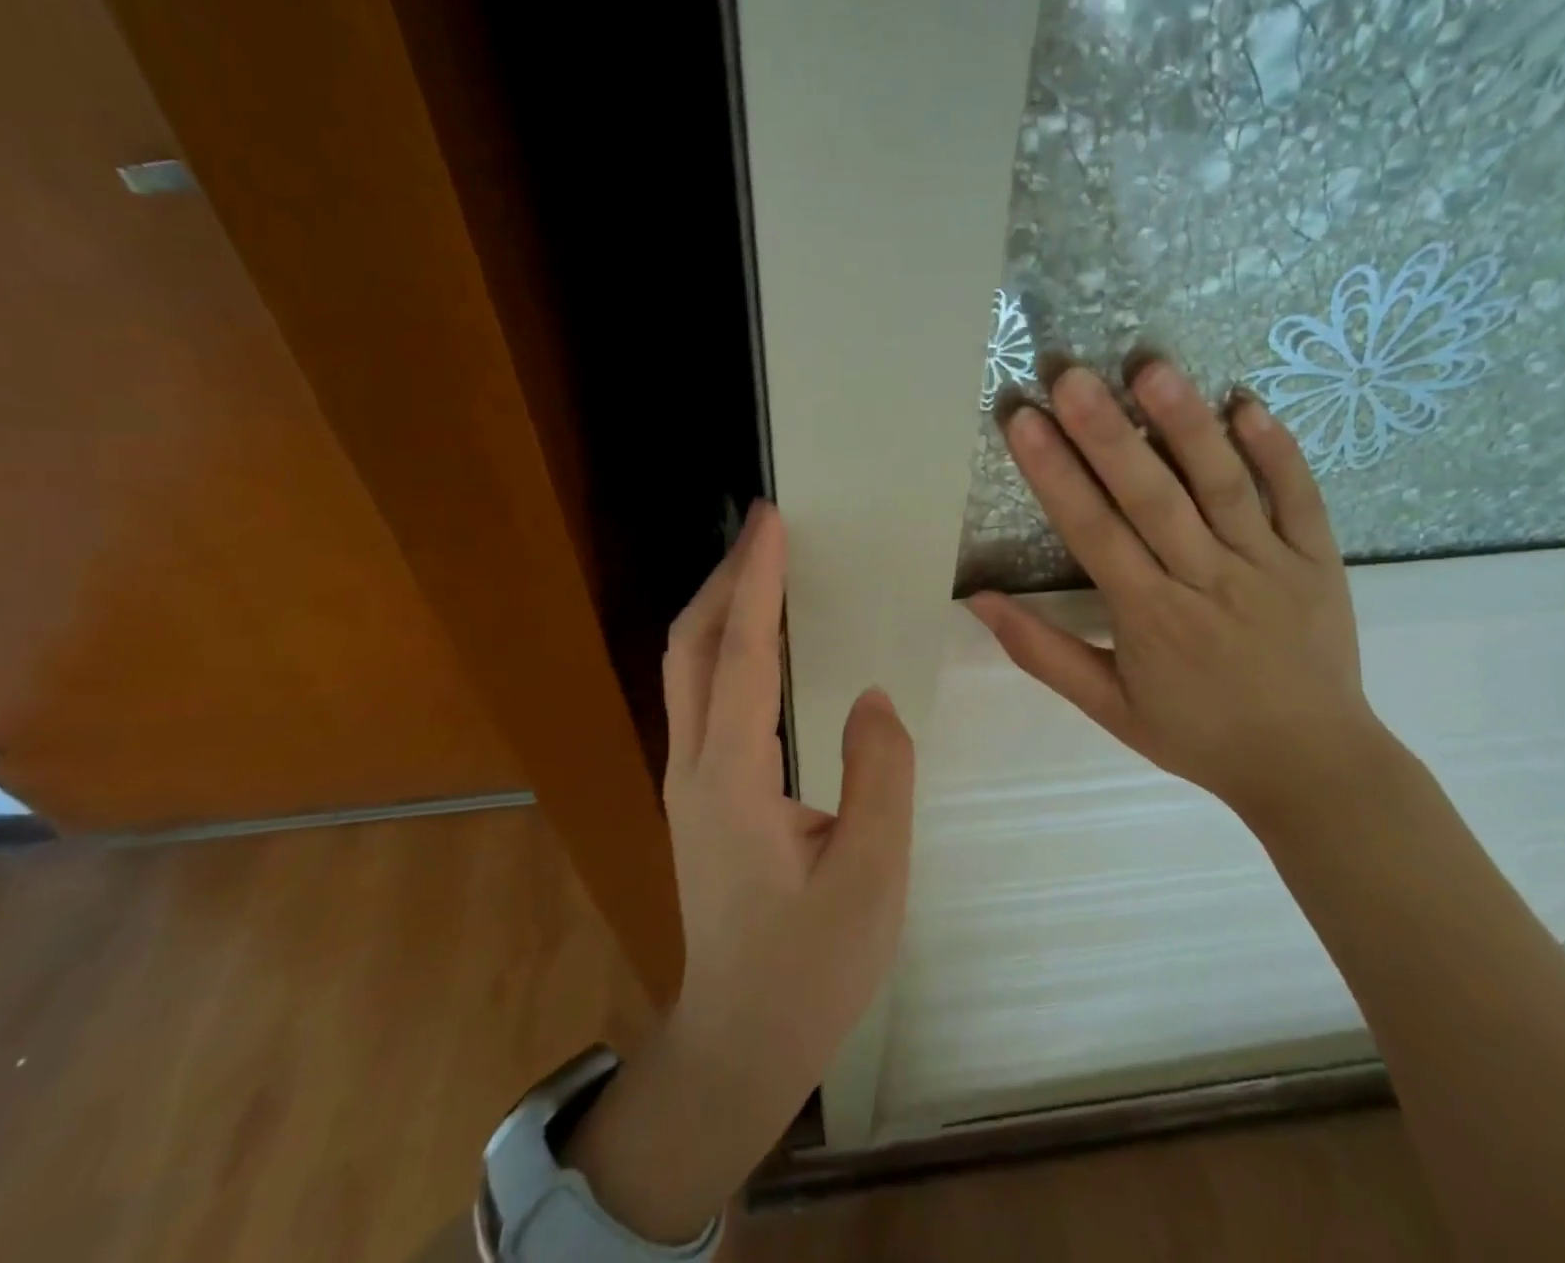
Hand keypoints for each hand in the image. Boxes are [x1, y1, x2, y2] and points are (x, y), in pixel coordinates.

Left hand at [564, 500, 914, 1242]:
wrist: (738, 1042)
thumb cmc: (809, 970)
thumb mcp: (871, 877)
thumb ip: (878, 775)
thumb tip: (868, 696)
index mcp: (733, 780)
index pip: (743, 655)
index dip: (757, 581)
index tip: (772, 522)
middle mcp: (693, 766)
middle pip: (692, 646)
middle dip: (727, 577)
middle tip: (767, 528)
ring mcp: (686, 779)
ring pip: (686, 667)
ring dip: (721, 607)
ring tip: (764, 566)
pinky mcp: (696, 792)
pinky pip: (701, 694)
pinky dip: (725, 645)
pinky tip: (759, 640)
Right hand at [967, 357, 1379, 822]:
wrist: (1312, 767)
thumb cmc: (1197, 735)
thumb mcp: (1107, 707)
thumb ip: (1041, 652)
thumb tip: (978, 601)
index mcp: (1150, 617)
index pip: (1093, 532)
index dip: (1054, 474)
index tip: (1023, 422)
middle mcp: (1207, 580)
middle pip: (1152, 496)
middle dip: (1107, 432)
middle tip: (1071, 375)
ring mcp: (1270, 565)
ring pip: (1224, 485)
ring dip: (1186, 424)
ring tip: (1150, 367)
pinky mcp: (1318, 560)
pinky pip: (1300, 497)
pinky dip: (1277, 449)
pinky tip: (1246, 402)